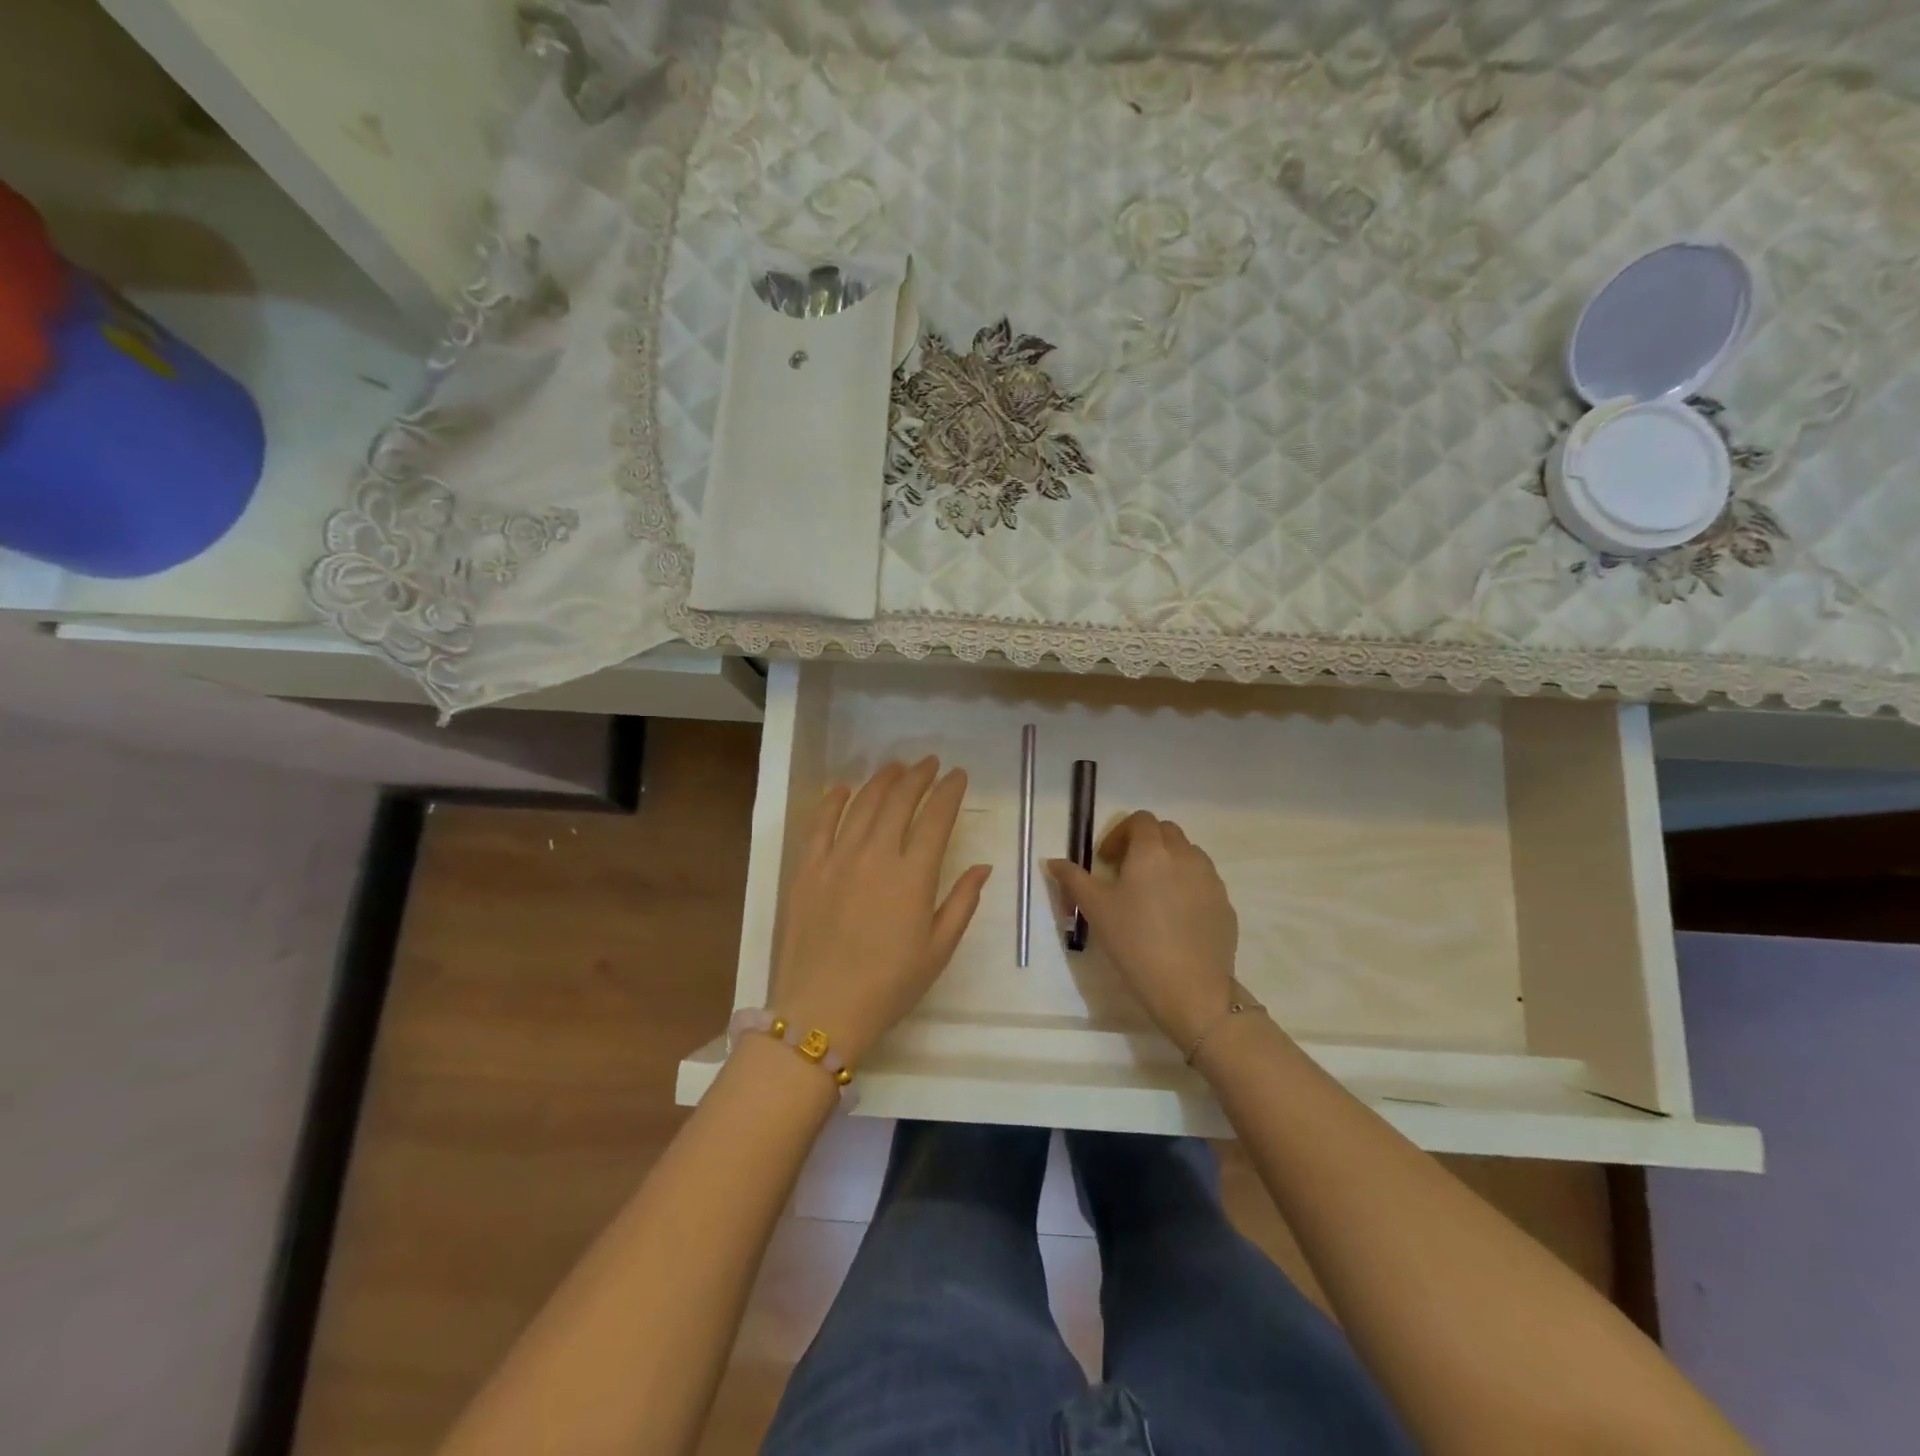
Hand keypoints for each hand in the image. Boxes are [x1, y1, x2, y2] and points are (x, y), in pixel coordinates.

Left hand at [774, 758, 990, 1063]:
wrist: (822, 1010)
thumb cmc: (889, 986)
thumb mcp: (938, 950)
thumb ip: (962, 903)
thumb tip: (982, 866)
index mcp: (913, 876)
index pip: (936, 817)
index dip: (949, 791)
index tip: (958, 775)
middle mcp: (876, 855)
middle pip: (899, 800)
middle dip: (919, 776)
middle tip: (930, 763)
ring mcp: (837, 858)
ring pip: (862, 803)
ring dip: (882, 780)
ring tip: (896, 767)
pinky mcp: (807, 868)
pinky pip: (820, 823)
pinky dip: (833, 800)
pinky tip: (843, 788)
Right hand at [1048, 810, 1237, 1051]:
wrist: (1190, 989)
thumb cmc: (1135, 942)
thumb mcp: (1096, 909)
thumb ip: (1073, 879)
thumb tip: (1054, 862)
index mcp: (1153, 850)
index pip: (1140, 820)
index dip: (1120, 833)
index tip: (1106, 861)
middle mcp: (1186, 856)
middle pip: (1166, 832)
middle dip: (1144, 844)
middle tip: (1125, 873)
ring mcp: (1211, 880)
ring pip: (1188, 855)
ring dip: (1168, 862)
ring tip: (1151, 895)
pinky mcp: (1225, 905)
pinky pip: (1203, 883)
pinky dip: (1187, 887)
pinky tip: (1173, 919)